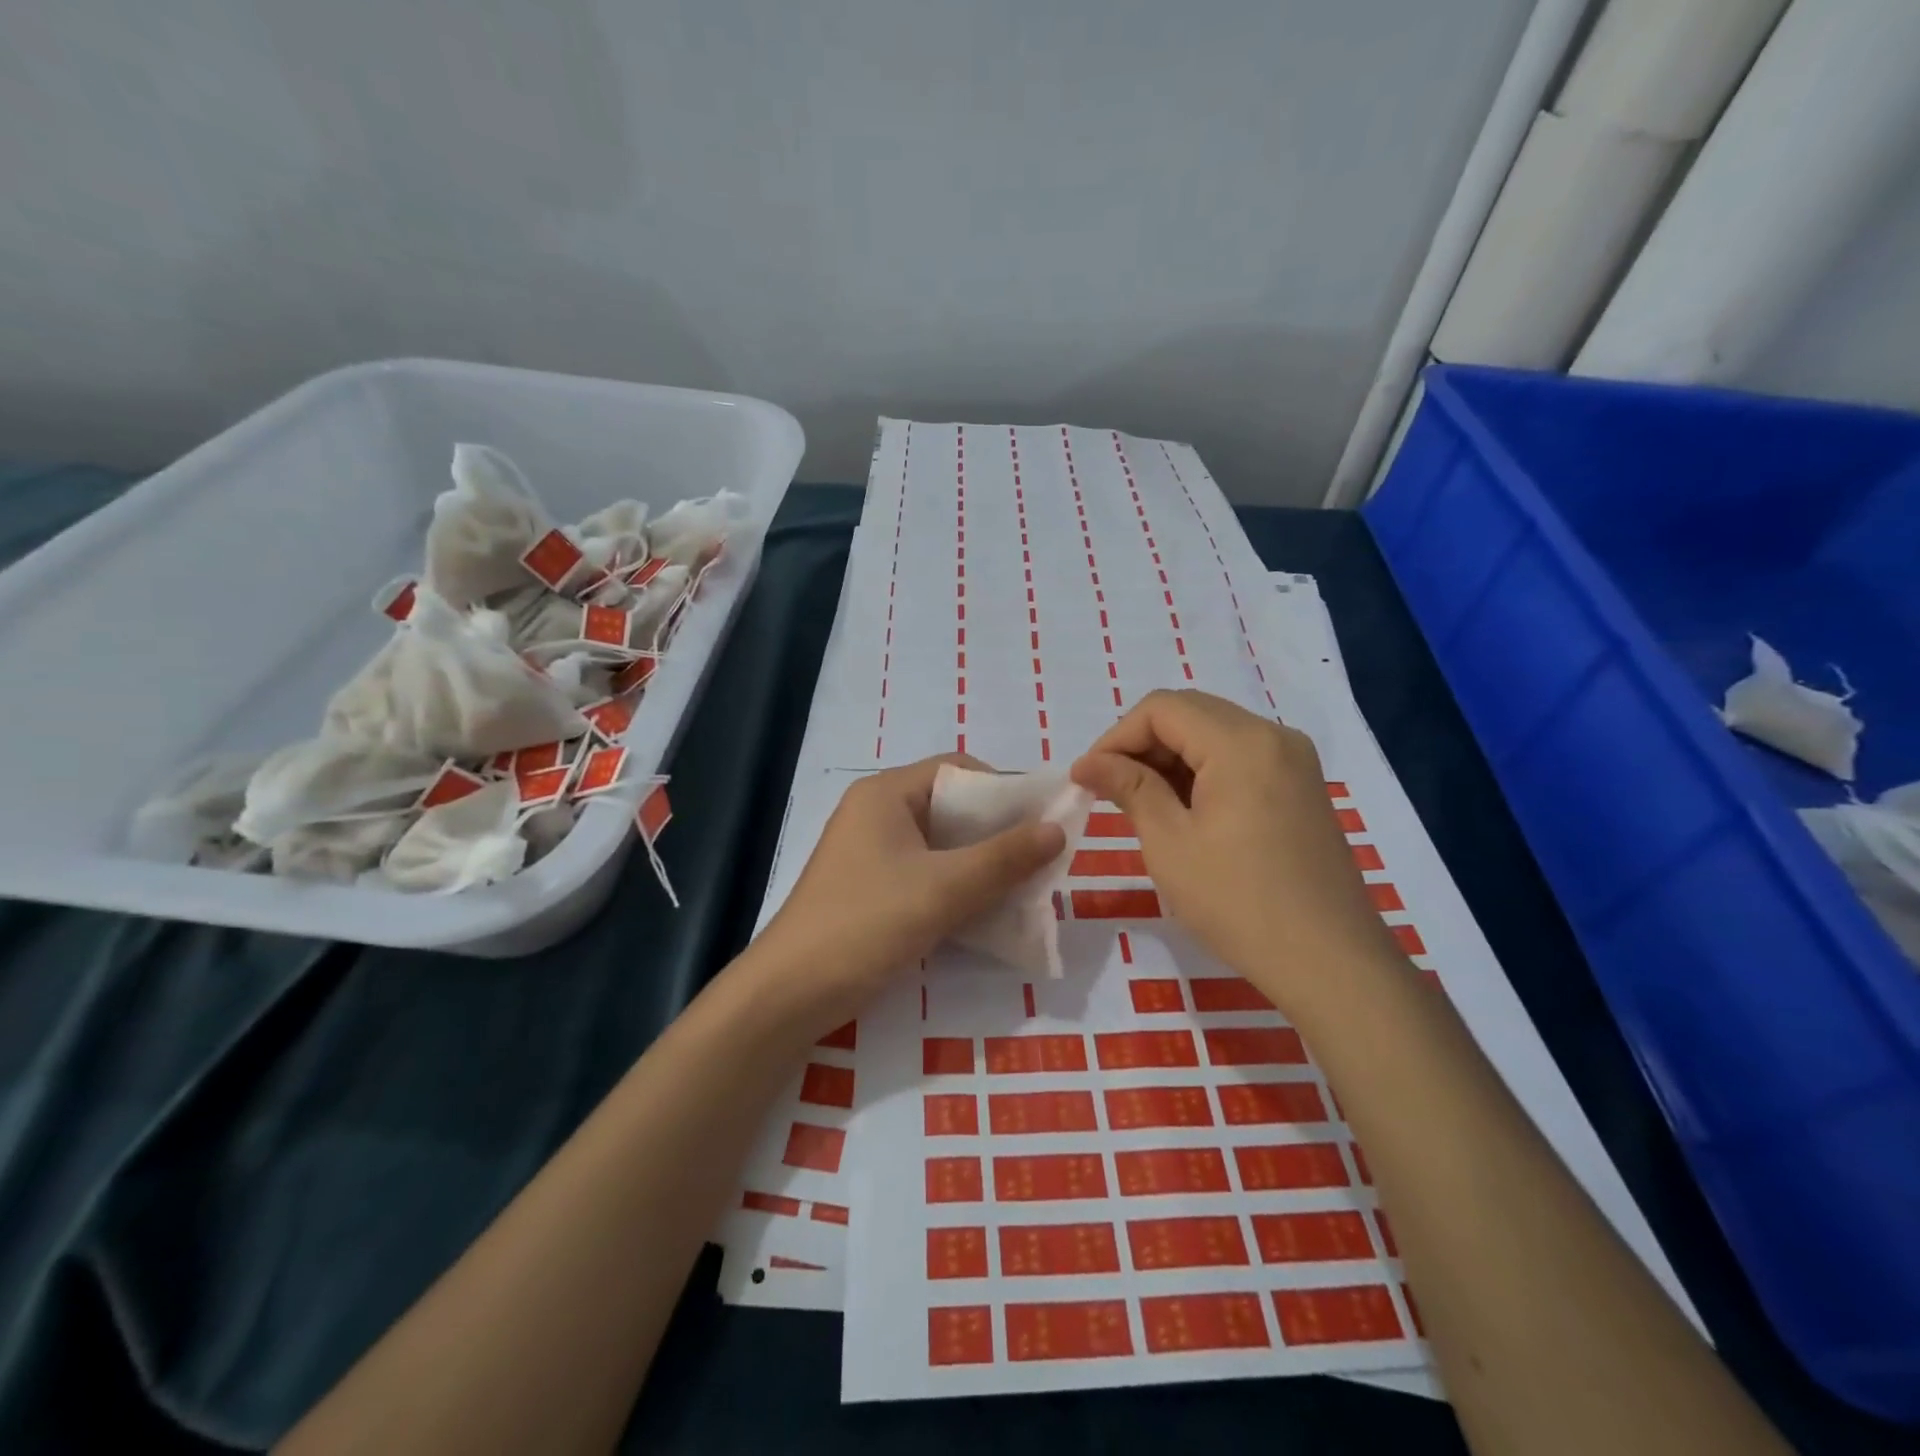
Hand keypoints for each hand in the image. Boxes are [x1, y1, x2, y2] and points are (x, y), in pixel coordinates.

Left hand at [748, 755, 1065, 1039]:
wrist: (790, 994)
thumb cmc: (866, 924)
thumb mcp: (944, 888)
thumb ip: (1004, 857)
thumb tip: (1058, 830)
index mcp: (886, 794)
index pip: (958, 770)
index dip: (1005, 789)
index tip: (1044, 820)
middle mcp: (877, 813)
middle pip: (951, 806)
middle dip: (998, 831)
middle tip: (1041, 858)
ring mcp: (871, 852)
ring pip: (941, 844)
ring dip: (981, 862)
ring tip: (1023, 885)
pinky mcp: (871, 888)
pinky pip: (926, 872)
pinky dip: (958, 885)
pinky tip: (987, 909)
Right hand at [1071, 690, 1398, 1011]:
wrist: (1331, 962)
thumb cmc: (1239, 902)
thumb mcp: (1170, 843)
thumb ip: (1129, 788)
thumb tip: (1088, 763)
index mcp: (1241, 742)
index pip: (1161, 708)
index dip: (1116, 737)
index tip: (1088, 778)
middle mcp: (1273, 736)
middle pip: (1190, 713)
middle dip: (1141, 744)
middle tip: (1109, 789)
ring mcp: (1294, 761)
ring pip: (1214, 734)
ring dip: (1170, 758)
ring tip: (1141, 804)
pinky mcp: (1301, 787)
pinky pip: (1240, 757)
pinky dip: (1202, 772)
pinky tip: (1183, 811)